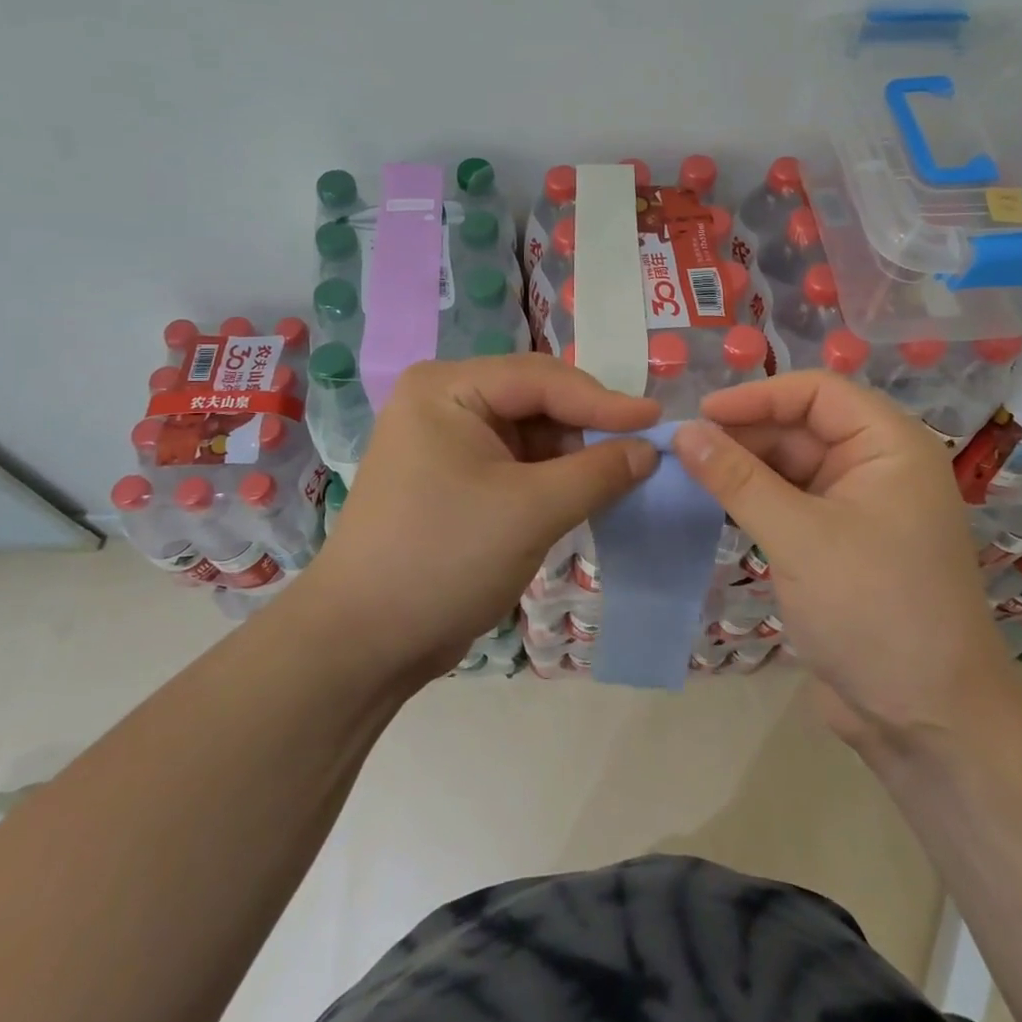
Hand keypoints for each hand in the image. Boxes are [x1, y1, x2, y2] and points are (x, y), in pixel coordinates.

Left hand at [301, 355, 659, 680]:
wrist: (363, 643)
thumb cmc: (444, 558)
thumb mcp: (531, 510)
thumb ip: (598, 472)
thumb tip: (650, 449)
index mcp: (447, 388)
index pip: (541, 379)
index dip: (603, 400)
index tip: (658, 420)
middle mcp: (444, 402)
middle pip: (535, 399)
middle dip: (587, 426)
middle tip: (643, 450)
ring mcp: (446, 441)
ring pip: (530, 433)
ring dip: (573, 455)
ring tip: (621, 475)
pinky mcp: (453, 478)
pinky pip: (516, 463)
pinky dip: (552, 478)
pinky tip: (584, 493)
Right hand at [673, 372, 1010, 745]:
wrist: (927, 720)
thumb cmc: (873, 610)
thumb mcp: (798, 537)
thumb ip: (738, 479)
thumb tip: (684, 432)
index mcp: (889, 446)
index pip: (817, 393)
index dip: (757, 397)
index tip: (700, 416)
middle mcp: (878, 467)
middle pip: (801, 428)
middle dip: (744, 435)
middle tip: (682, 451)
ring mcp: (859, 508)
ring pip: (791, 467)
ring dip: (743, 469)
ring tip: (686, 475)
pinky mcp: (839, 545)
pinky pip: (791, 504)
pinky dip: (754, 502)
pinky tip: (714, 506)